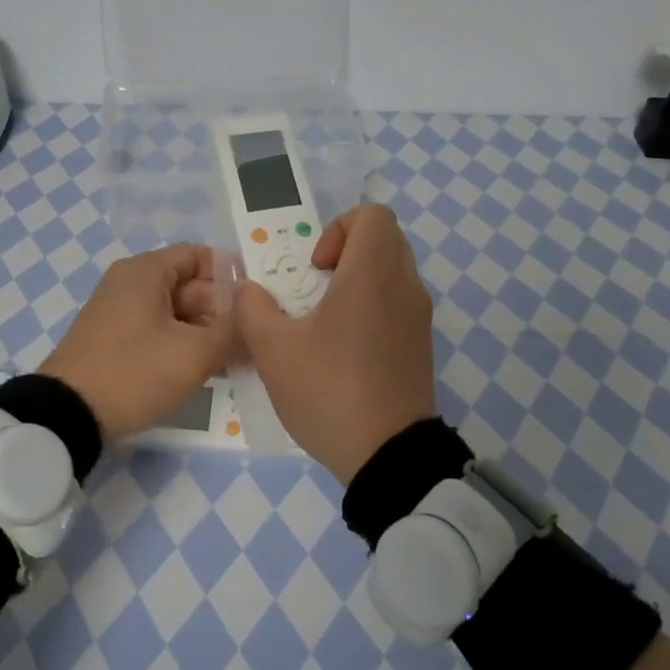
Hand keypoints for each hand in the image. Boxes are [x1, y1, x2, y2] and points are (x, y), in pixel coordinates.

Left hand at [40, 244, 240, 441]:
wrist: (67, 416)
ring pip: (178, 312)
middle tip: (254, 342)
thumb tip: (257, 317)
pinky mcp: (117, 340)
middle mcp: (131, 283)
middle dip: (224, 312)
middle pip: (191, 285)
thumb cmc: (133, 373)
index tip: (259, 304)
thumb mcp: (192, 354)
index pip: (200, 255)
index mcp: (146, 272)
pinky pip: (161, 332)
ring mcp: (121, 313)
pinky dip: (185, 345)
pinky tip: (209, 371)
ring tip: (238, 361)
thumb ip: (233, 331)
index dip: (233, 276)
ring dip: (208, 333)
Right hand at [236, 205, 436, 485]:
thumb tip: (248, 289)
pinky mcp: (422, 344)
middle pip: (384, 238)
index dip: (338, 227)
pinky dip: (374, 305)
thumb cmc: (329, 391)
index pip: (372, 214)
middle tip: (315, 286)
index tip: (315, 267)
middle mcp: (404, 286)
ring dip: (359, 278)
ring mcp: (419, 317)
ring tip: (325, 318)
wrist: (388, 455)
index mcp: (372, 274)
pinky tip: (345, 347)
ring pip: (393, 271)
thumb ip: (252, 308)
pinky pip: (399, 302)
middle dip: (346, 250)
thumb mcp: (273, 350)